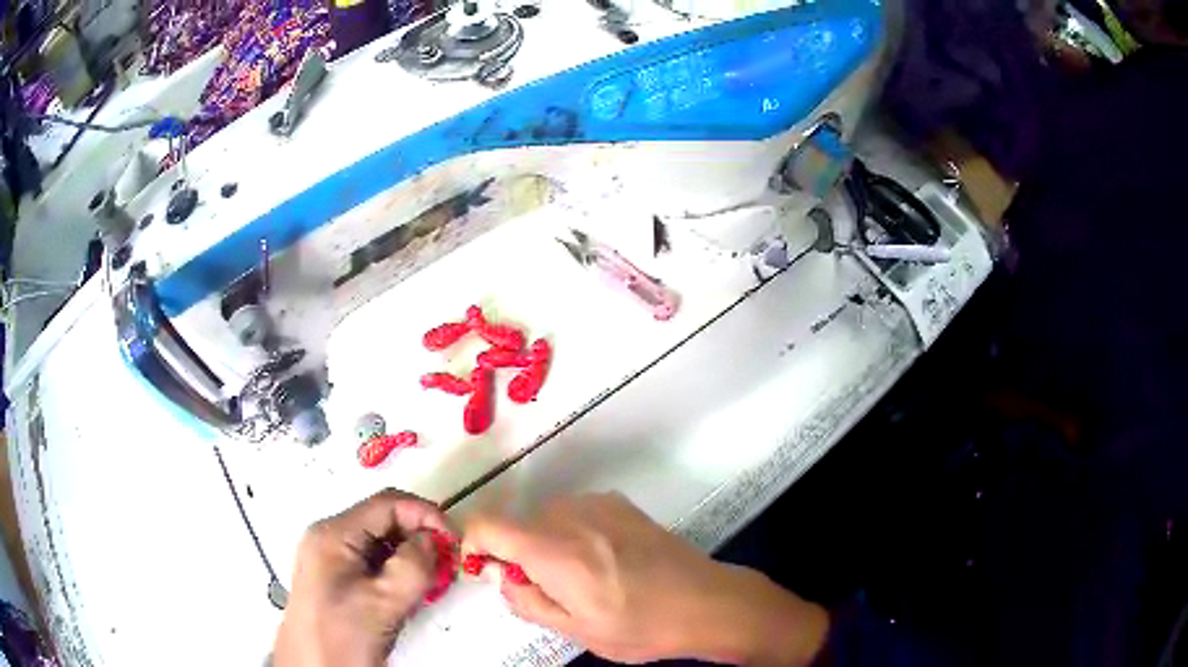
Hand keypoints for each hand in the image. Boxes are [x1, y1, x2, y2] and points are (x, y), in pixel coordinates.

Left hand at [273, 489, 451, 666]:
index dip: (425, 515)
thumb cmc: (342, 635)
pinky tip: (411, 592)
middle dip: (419, 537)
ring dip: (410, 557)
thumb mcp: (384, 602)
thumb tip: (433, 541)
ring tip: (433, 581)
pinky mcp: (336, 579)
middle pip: (383, 521)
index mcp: (334, 535)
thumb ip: (413, 566)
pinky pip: (373, 563)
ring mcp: (330, 559)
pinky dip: (397, 571)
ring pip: (380, 543)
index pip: (387, 504)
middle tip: (448, 563)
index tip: (454, 541)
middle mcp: (329, 538)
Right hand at [463, 493, 828, 664]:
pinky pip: (575, 513)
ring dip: (546, 543)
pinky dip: (572, 533)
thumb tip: (496, 572)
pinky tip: (606, 561)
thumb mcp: (575, 630)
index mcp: (554, 551)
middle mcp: (571, 516)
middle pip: (518, 523)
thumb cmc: (640, 626)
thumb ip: (525, 599)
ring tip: (584, 579)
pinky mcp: (620, 503)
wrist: (707, 602)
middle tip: (550, 591)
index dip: (476, 545)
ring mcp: (599, 504)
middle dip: (518, 554)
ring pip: (546, 518)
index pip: (487, 523)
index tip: (489, 571)